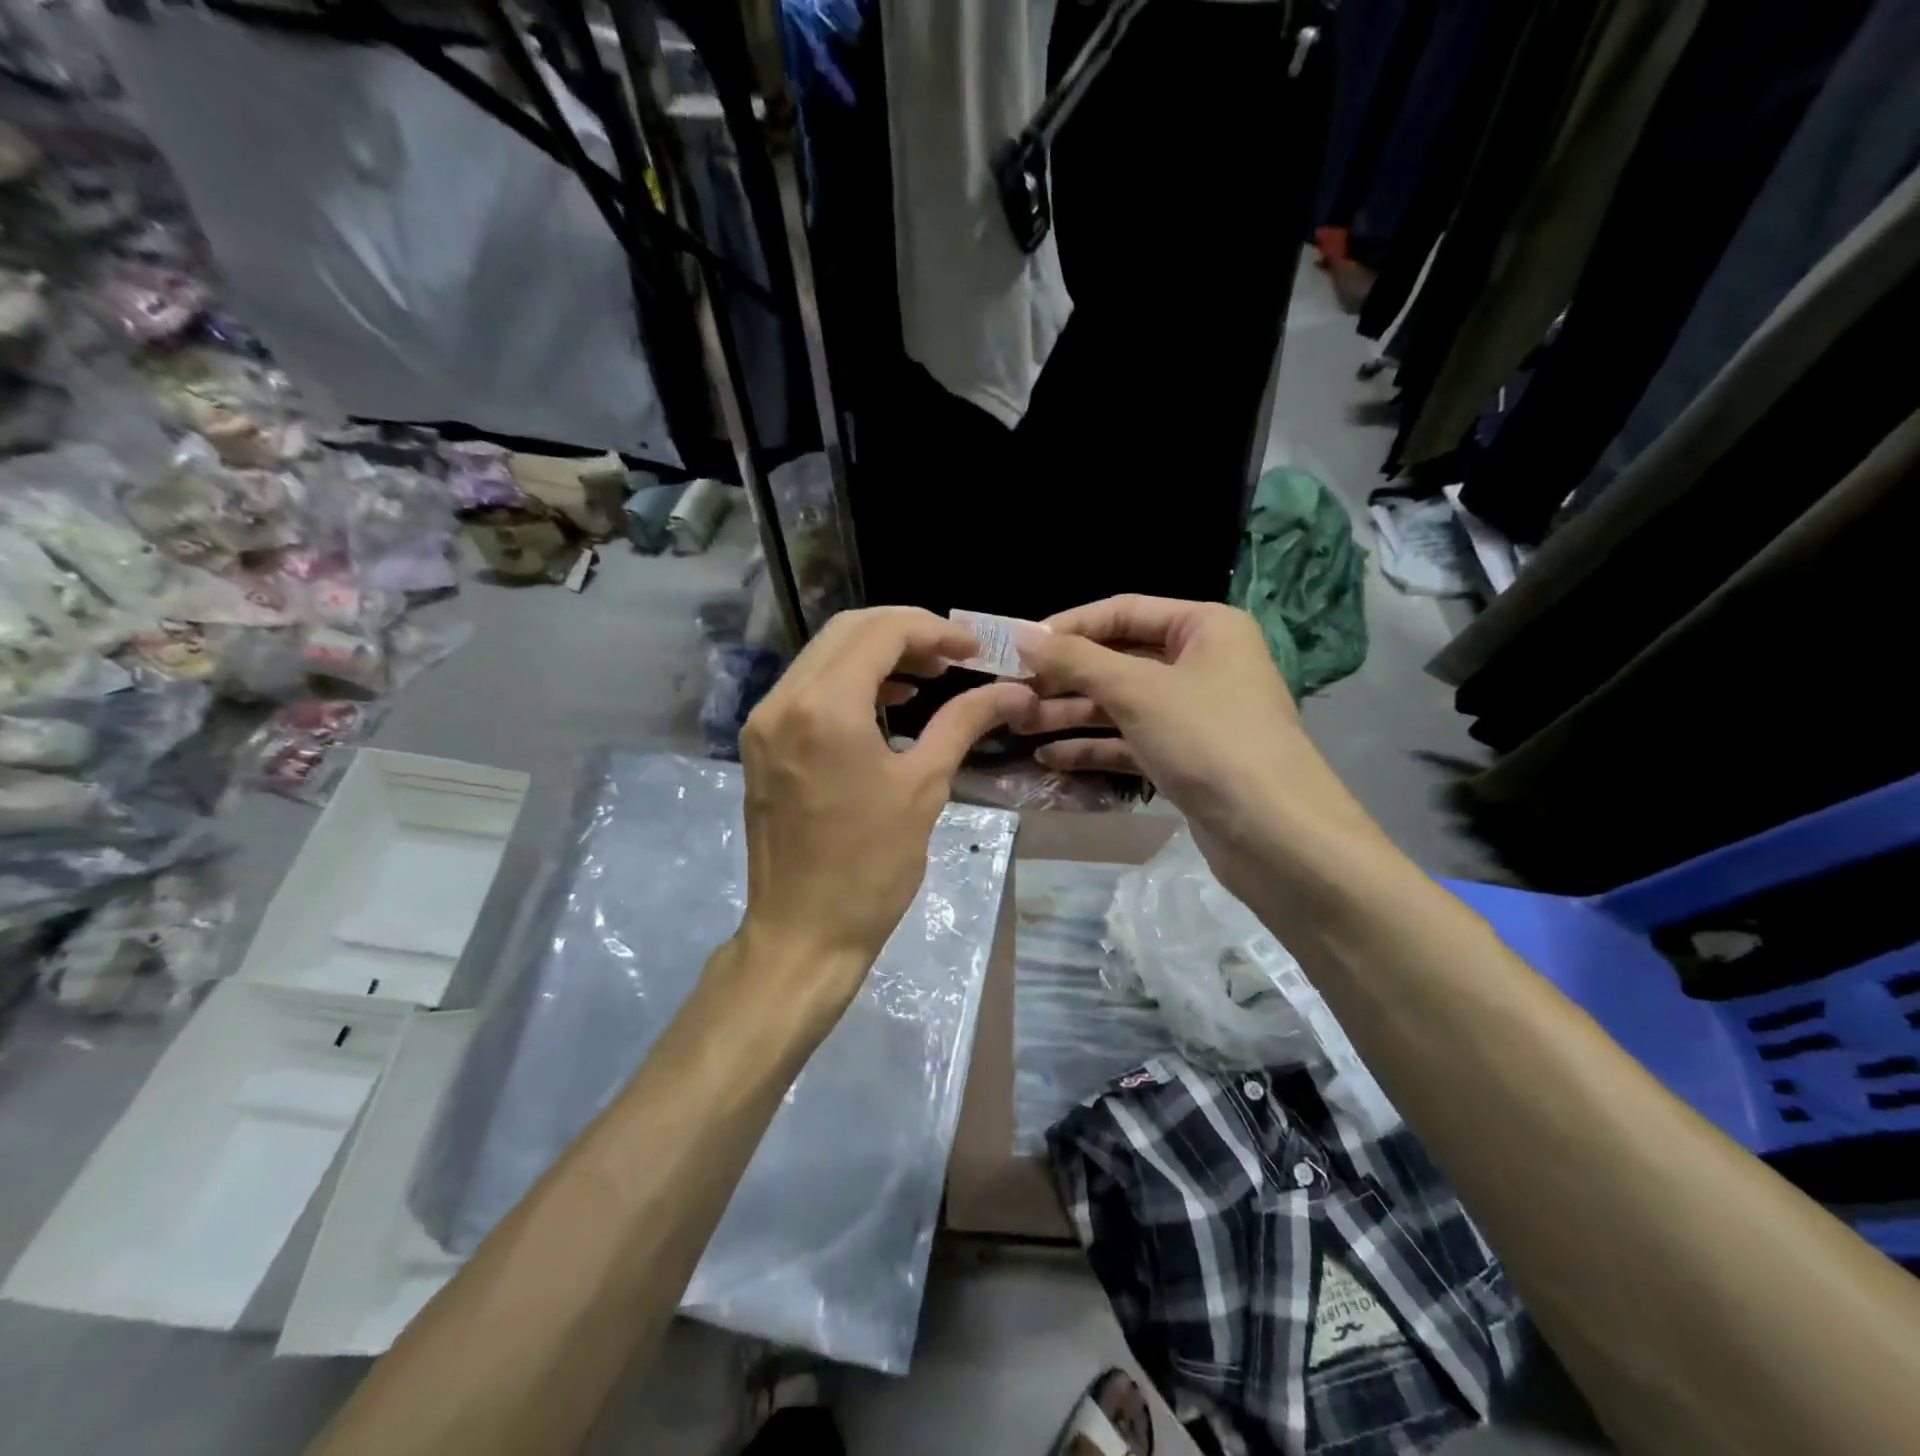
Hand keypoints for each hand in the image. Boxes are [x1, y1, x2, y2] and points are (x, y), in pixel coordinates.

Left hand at [733, 607, 1034, 1011]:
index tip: (973, 649)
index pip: (882, 631)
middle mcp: (784, 700)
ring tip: (928, 676)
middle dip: (905, 632)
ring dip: (876, 653)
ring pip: (823, 655)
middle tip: (952, 656)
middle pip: (847, 630)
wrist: (804, 933)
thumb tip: (1014, 690)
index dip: (934, 629)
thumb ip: (965, 723)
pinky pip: (807, 688)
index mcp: (825, 707)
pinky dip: (848, 680)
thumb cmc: (871, 867)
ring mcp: (764, 721)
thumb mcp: (925, 786)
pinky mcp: (760, 743)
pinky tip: (886, 703)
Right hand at [1020, 595, 1377, 896]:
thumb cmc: (1209, 740)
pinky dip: (1094, 748)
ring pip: (1121, 705)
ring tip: (1019, 726)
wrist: (1275, 834)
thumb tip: (1022, 635)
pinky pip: (1131, 741)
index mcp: (1205, 627)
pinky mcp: (1186, 757)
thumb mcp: (1137, 691)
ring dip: (1071, 714)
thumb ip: (1077, 660)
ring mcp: (1194, 714)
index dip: (1069, 626)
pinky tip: (1050, 760)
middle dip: (1065, 677)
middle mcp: (1202, 663)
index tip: (1019, 645)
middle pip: (1119, 660)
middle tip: (1010, 691)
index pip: (1123, 611)